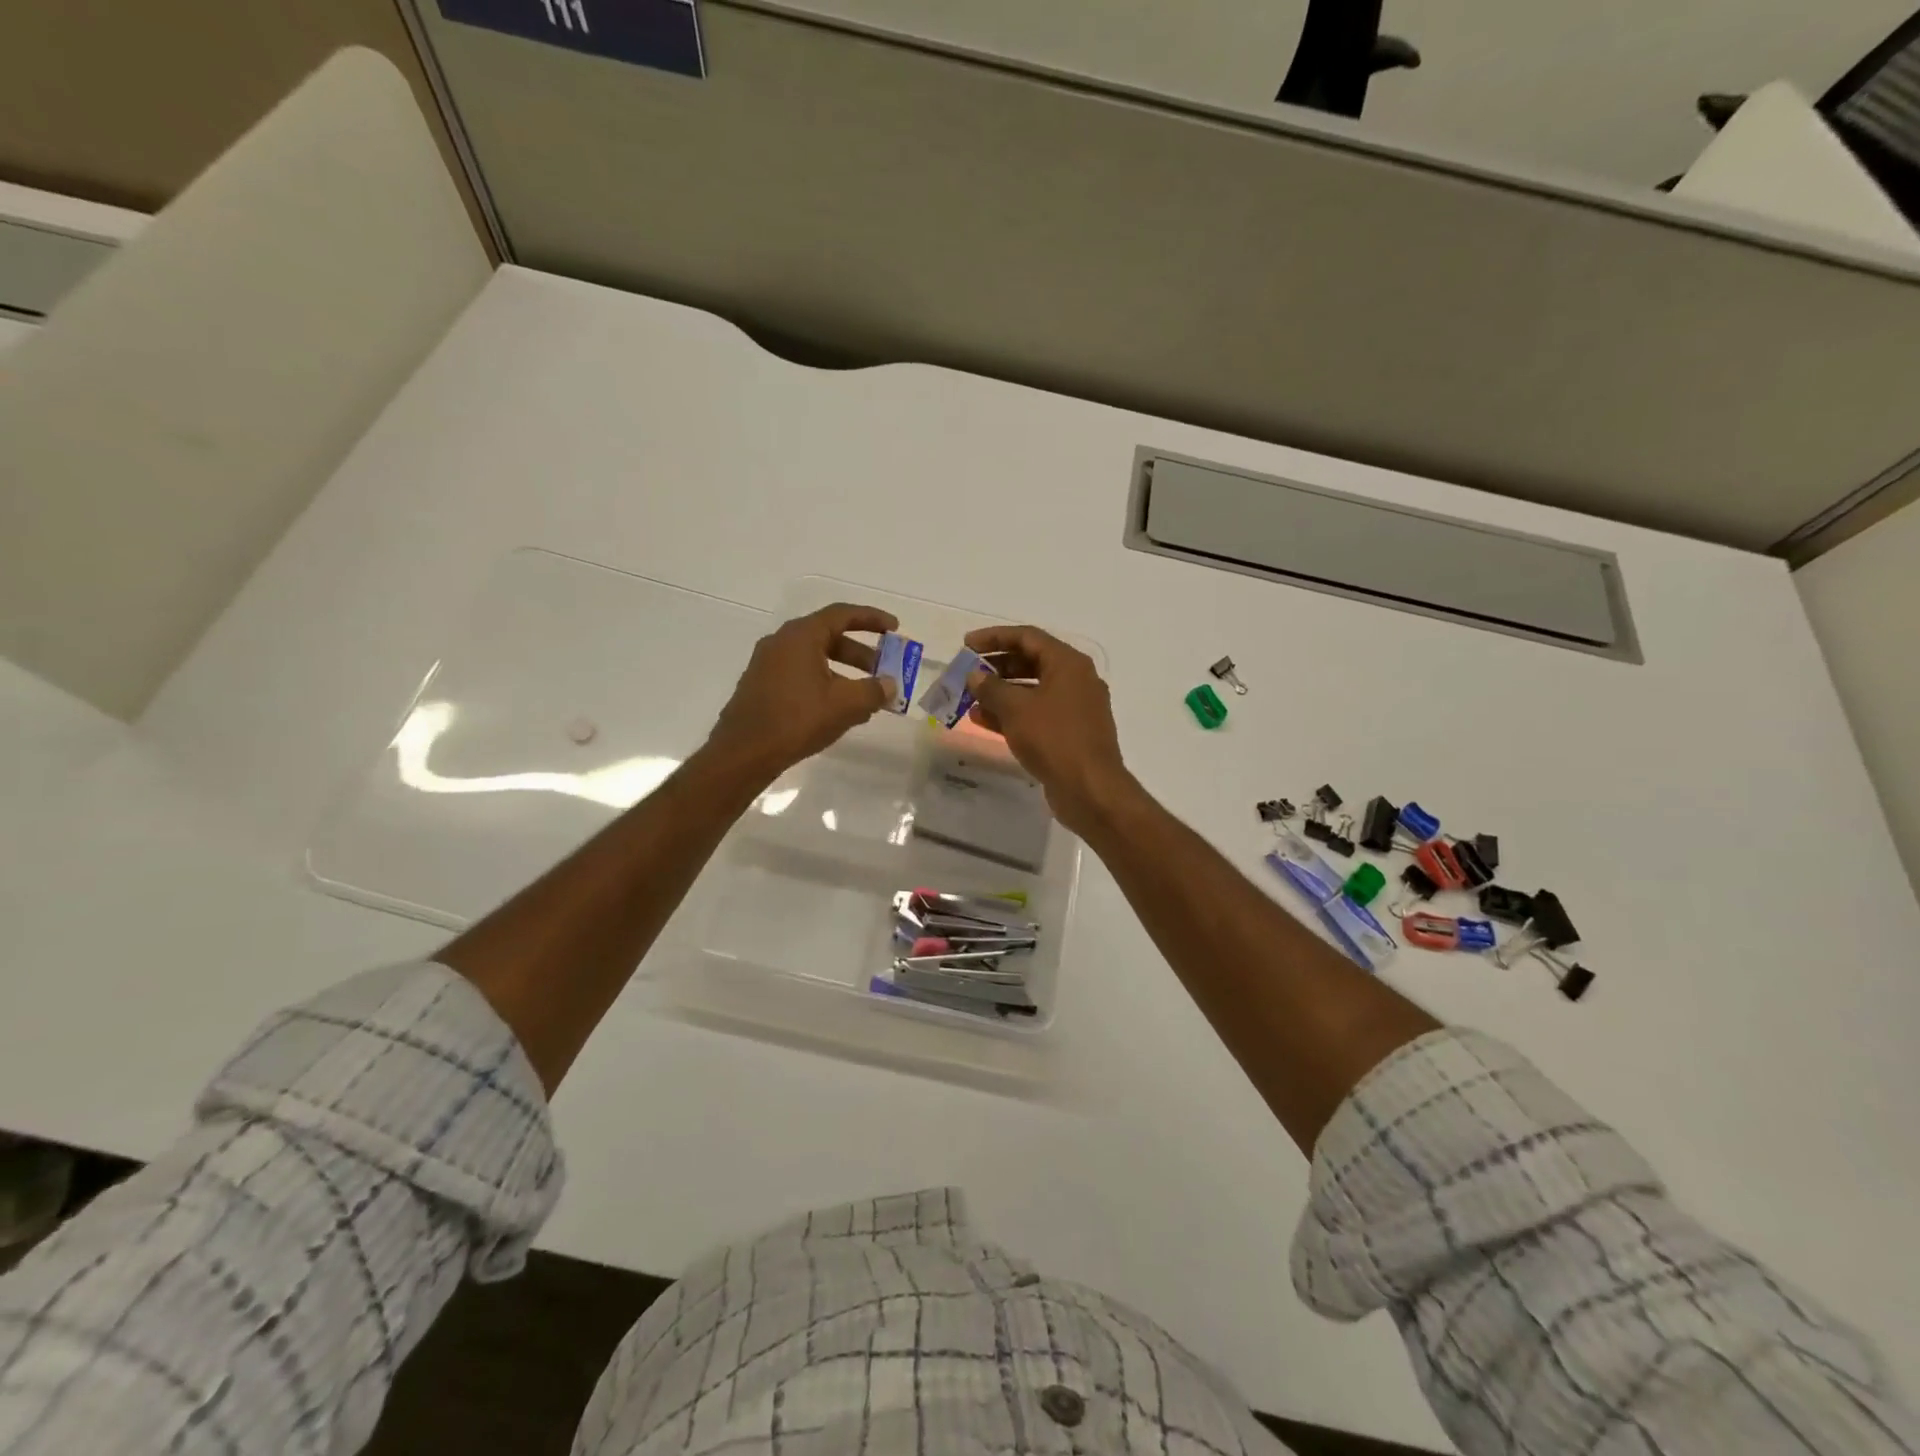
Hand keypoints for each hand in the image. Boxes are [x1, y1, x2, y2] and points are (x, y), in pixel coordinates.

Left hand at [706, 603, 898, 783]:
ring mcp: (768, 664)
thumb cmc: (797, 719)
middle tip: (884, 669)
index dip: (872, 619)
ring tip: (866, 697)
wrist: (744, 752)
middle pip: (829, 637)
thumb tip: (889, 685)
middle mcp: (782, 642)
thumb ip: (873, 690)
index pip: (842, 615)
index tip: (895, 629)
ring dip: (844, 671)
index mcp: (801, 636)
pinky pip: (801, 674)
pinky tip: (838, 710)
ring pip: (815, 658)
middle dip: (861, 653)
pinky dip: (825, 683)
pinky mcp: (761, 686)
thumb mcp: (845, 705)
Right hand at [963, 625, 1134, 834]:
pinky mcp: (1071, 733)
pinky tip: (984, 721)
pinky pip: (1038, 714)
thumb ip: (991, 688)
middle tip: (967, 674)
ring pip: (1033, 690)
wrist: (1089, 788)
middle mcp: (1076, 679)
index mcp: (1068, 663)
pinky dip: (1013, 714)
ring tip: (970, 700)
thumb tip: (976, 676)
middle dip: (996, 667)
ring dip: (1001, 693)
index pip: (1027, 637)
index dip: (994, 637)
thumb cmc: (1054, 738)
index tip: (966, 645)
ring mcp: (1076, 708)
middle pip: (1031, 662)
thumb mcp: (1016, 708)